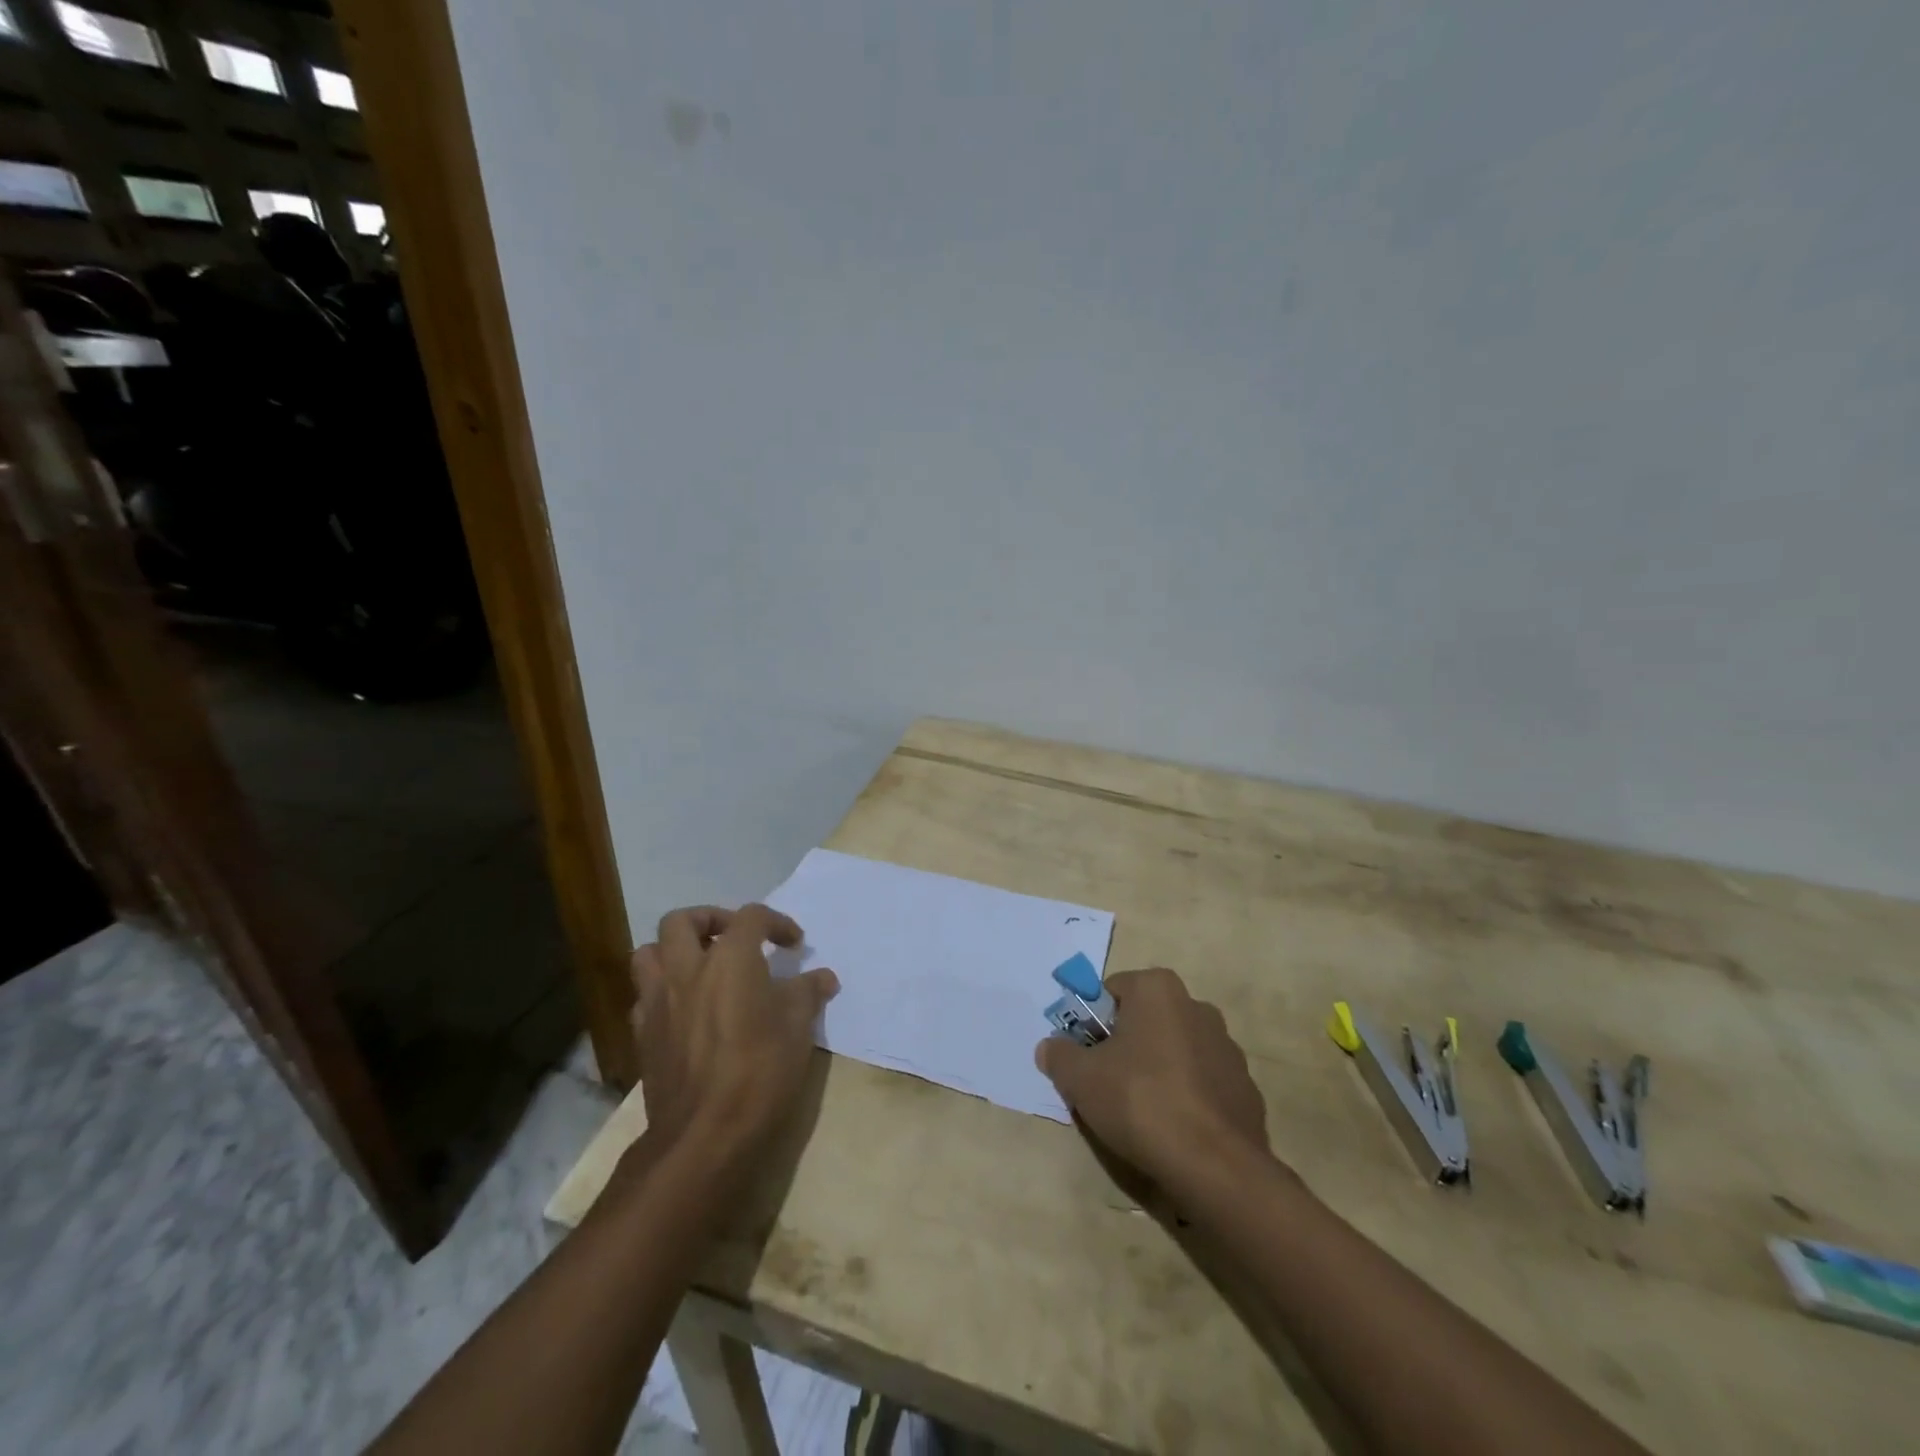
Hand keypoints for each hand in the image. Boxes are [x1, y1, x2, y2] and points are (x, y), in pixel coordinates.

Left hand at [630, 904, 838, 1159]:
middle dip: (709, 920)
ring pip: (649, 953)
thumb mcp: (798, 1028)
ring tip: (701, 968)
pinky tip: (685, 1010)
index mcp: (729, 959)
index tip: (794, 944)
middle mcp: (687, 969)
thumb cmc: (759, 1071)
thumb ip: (808, 993)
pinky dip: (662, 992)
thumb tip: (824, 977)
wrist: (704, 1135)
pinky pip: (644, 996)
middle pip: (681, 920)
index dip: (776, 922)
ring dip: (673, 951)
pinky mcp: (643, 1035)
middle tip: (733, 938)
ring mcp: (657, 1001)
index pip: (751, 917)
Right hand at [1034, 967, 1268, 1187]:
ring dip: (1157, 1071)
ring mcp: (1227, 1047)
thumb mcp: (1080, 1078)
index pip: (1112, 992)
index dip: (1092, 1024)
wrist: (1215, 1166)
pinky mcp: (1244, 1087)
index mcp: (1158, 990)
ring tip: (1141, 1114)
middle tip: (1106, 1085)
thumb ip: (1059, 1055)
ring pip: (1175, 1051)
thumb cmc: (1140, 1102)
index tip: (1085, 1057)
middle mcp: (1197, 1007)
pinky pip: (1202, 1084)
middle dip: (1125, 1046)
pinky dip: (1186, 1098)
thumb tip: (1049, 1047)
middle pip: (1145, 1020)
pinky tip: (1174, 1130)